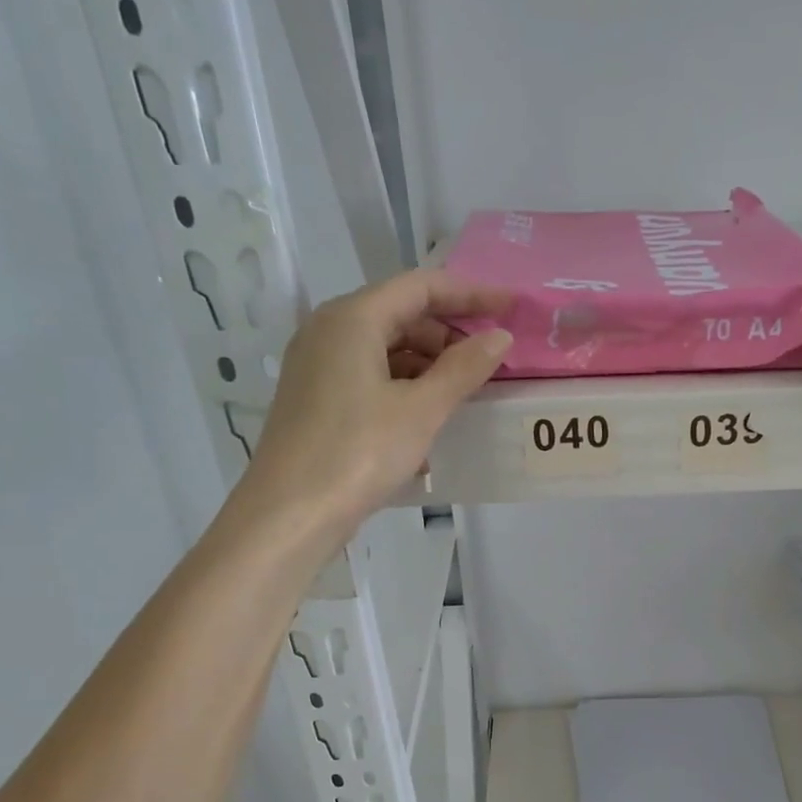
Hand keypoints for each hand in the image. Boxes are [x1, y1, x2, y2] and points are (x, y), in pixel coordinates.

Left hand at [221, 271, 510, 549]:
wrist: (290, 514)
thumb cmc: (358, 452)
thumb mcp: (421, 410)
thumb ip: (463, 369)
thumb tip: (500, 337)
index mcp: (352, 319)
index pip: (420, 286)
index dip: (470, 293)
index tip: (511, 306)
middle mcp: (329, 331)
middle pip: (401, 315)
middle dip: (449, 333)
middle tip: (490, 360)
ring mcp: (318, 366)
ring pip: (386, 349)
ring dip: (429, 365)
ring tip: (466, 393)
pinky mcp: (317, 399)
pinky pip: (371, 377)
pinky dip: (405, 388)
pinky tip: (429, 420)